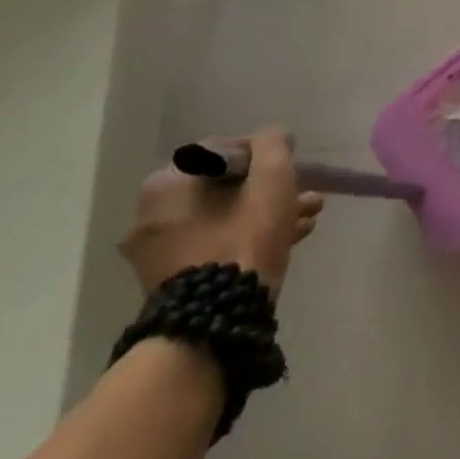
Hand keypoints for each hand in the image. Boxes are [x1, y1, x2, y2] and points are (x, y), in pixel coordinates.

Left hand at [120, 127, 323, 297]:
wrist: (215, 322)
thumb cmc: (244, 238)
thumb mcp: (272, 178)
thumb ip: (273, 145)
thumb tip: (270, 137)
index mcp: (167, 183)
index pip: (224, 151)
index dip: (265, 154)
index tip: (292, 167)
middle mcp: (152, 213)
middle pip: (225, 187)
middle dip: (269, 189)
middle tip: (305, 194)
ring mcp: (158, 251)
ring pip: (224, 216)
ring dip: (265, 212)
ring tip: (307, 217)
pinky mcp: (171, 280)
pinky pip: (214, 243)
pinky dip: (247, 236)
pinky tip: (289, 238)